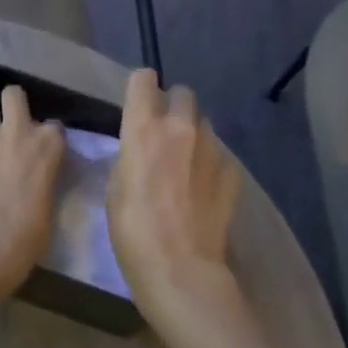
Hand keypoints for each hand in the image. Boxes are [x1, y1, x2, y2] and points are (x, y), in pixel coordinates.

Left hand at [0, 86, 63, 315]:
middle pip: (13, 95)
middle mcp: (18, 131)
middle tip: (11, 126)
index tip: (44, 152)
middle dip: (12, 104)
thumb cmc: (31, 231)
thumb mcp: (50, 200)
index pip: (54, 126)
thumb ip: (44, 178)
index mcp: (49, 143)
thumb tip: (36, 181)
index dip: (47, 138)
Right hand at [107, 70, 242, 323]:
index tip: (138, 102)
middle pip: (183, 93)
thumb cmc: (133, 230)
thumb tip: (142, 147)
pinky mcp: (232, 172)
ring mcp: (212, 148)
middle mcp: (181, 128)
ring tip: (185, 163)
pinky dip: (210, 163)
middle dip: (173, 106)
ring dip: (193, 134)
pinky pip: (219, 154)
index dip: (140, 88)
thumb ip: (130, 155)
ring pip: (204, 123)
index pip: (143, 79)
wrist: (181, 269)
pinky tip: (203, 189)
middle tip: (164, 133)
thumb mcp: (115, 187)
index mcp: (144, 128)